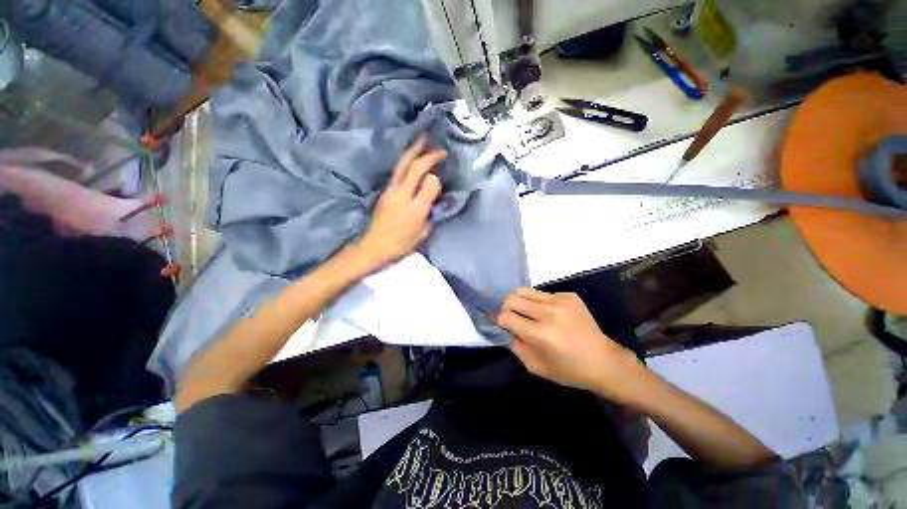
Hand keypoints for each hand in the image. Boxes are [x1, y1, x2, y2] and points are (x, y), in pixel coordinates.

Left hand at [355, 134, 444, 269]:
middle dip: (426, 154)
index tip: (441, 176)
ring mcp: (390, 191)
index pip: (429, 183)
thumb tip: (431, 198)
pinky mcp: (384, 191)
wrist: (374, 246)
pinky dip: (405, 161)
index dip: (436, 178)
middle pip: (413, 168)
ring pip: (402, 165)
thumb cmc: (401, 244)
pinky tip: (410, 157)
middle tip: (437, 145)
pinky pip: (397, 171)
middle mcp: (401, 195)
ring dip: (413, 151)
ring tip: (421, 140)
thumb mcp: (422, 233)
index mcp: (415, 209)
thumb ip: (430, 213)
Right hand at [497, 287, 643, 401]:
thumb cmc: (568, 370)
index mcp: (540, 334)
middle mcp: (549, 312)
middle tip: (512, 317)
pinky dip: (538, 302)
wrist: (603, 361)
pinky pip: (542, 293)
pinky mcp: (569, 295)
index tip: (503, 325)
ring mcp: (560, 301)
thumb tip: (506, 328)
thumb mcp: (535, 366)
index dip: (500, 320)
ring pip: (525, 290)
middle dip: (506, 307)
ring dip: (520, 301)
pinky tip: (548, 314)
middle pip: (512, 298)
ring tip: (527, 312)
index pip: (505, 316)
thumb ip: (515, 345)